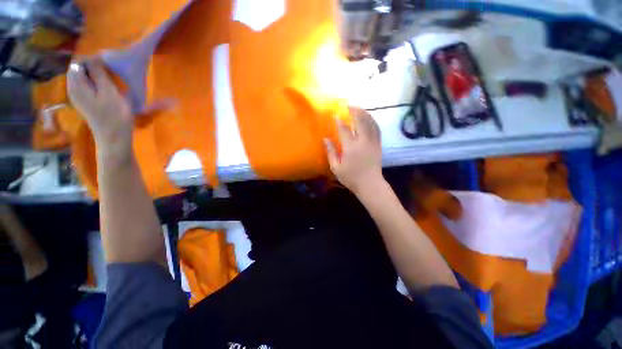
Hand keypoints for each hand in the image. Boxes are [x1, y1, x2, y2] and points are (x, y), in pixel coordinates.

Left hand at [67, 60, 132, 157]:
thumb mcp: (109, 91)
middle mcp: (73, 88)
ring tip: (111, 79)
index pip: (79, 62)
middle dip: (94, 66)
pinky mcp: (85, 102)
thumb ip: (99, 73)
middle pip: (80, 69)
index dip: (93, 59)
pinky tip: (106, 88)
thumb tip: (94, 57)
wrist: (114, 138)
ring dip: (96, 75)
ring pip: (84, 77)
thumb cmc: (114, 115)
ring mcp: (78, 96)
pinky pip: (87, 85)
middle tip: (111, 72)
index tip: (109, 64)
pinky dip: (96, 83)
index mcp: (76, 84)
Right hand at [324, 107, 383, 193]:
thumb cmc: (351, 178)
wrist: (370, 184)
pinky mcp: (378, 145)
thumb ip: (331, 152)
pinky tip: (369, 118)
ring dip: (365, 113)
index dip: (339, 121)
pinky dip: (372, 121)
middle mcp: (363, 141)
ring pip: (370, 122)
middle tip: (349, 105)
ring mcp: (373, 142)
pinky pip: (377, 129)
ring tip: (359, 109)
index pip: (344, 129)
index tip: (335, 115)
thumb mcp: (336, 168)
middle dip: (355, 111)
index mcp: (351, 147)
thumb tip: (325, 139)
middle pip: (361, 121)